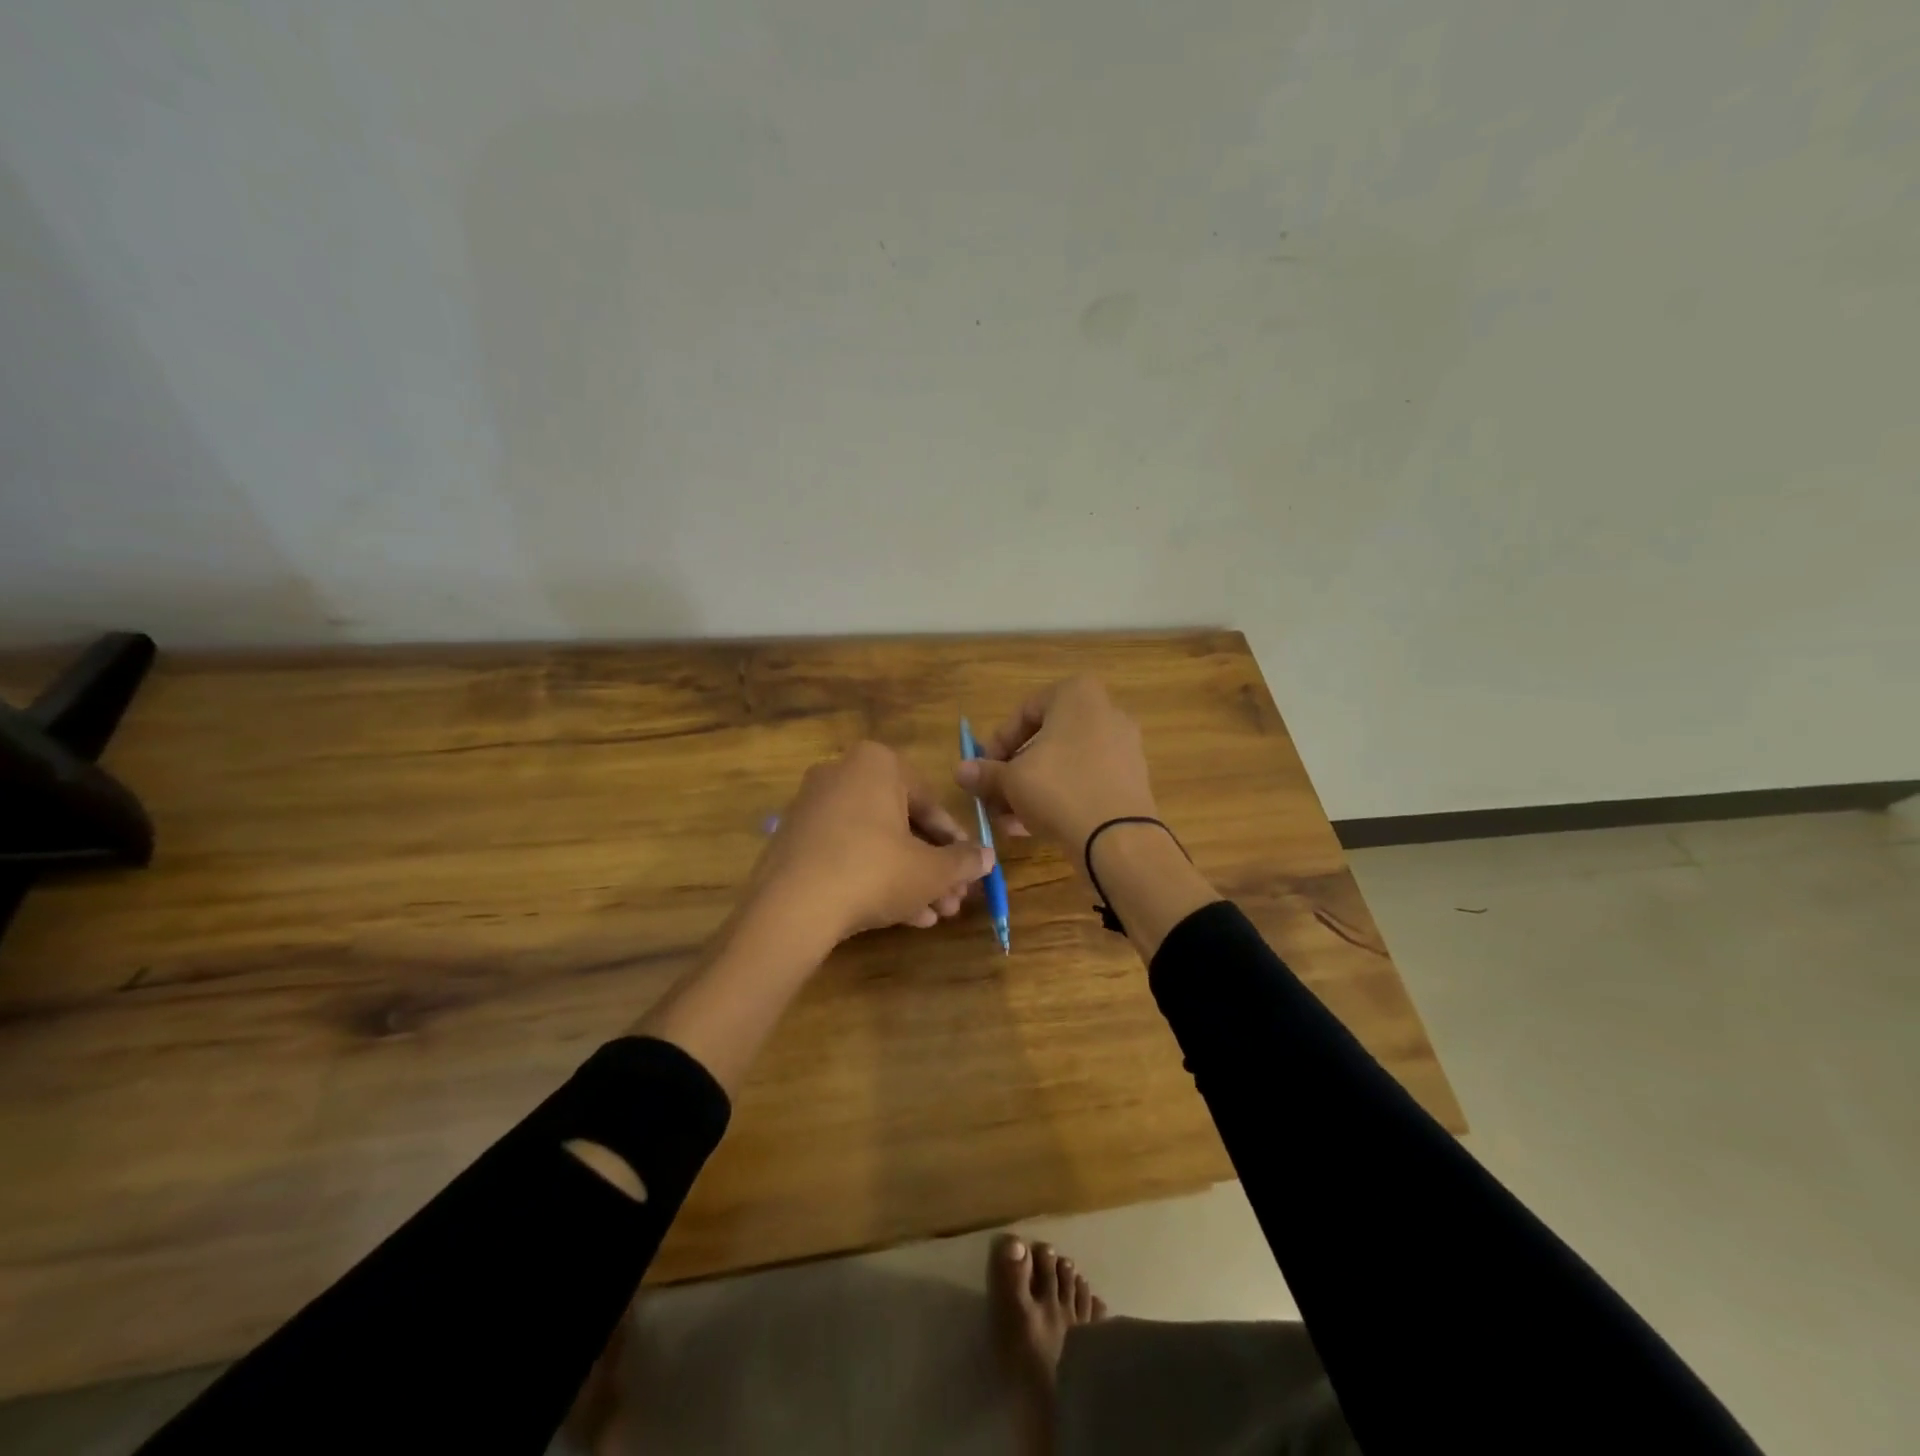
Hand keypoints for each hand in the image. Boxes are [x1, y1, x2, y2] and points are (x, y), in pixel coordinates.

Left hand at [747, 741, 994, 949]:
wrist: (792, 908)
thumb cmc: (874, 871)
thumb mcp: (931, 870)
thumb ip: (963, 860)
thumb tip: (987, 857)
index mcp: (876, 764)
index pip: (930, 802)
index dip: (955, 841)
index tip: (969, 869)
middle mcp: (841, 774)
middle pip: (901, 823)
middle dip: (931, 865)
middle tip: (953, 898)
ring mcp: (812, 807)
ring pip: (874, 843)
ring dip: (908, 878)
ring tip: (934, 914)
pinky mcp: (793, 841)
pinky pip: (845, 854)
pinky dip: (873, 879)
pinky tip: (901, 917)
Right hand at [954, 676, 1158, 853]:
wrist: (1118, 838)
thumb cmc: (1059, 789)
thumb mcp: (1011, 780)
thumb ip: (985, 772)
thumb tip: (961, 770)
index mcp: (1078, 695)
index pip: (1025, 711)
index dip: (998, 743)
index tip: (984, 769)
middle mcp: (1106, 712)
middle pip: (1047, 740)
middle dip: (1016, 771)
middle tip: (995, 797)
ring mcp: (1123, 748)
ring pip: (1065, 765)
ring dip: (1033, 789)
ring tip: (1009, 820)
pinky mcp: (1132, 781)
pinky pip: (1086, 782)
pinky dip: (1060, 798)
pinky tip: (1035, 828)